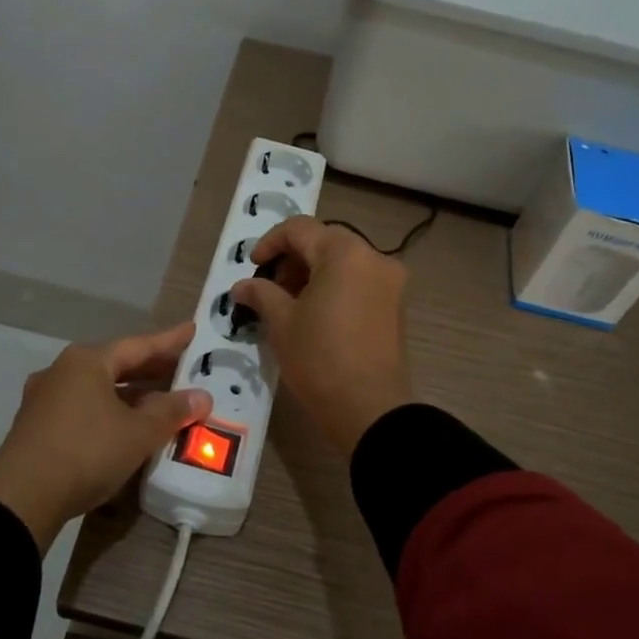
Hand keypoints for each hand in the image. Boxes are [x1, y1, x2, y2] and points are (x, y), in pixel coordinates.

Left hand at [0, 323, 211, 550]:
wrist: (22, 497)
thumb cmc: (86, 451)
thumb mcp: (138, 433)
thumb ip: (171, 412)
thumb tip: (201, 397)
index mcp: (87, 361)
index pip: (138, 345)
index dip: (169, 340)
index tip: (193, 330)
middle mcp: (63, 371)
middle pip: (116, 365)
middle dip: (151, 370)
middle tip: (184, 369)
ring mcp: (45, 399)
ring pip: (99, 389)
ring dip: (131, 395)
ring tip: (161, 401)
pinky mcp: (38, 427)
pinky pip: (84, 409)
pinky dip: (110, 412)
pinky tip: (126, 427)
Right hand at [229, 217, 414, 457]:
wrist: (370, 409)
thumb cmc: (320, 358)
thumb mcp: (281, 323)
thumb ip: (260, 293)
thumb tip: (242, 286)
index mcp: (345, 253)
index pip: (300, 229)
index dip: (270, 243)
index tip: (253, 267)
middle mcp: (374, 258)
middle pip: (325, 242)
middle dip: (292, 259)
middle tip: (269, 288)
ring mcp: (391, 283)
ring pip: (343, 263)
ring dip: (313, 274)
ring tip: (289, 305)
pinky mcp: (396, 307)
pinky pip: (359, 283)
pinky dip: (334, 288)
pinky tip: (315, 315)